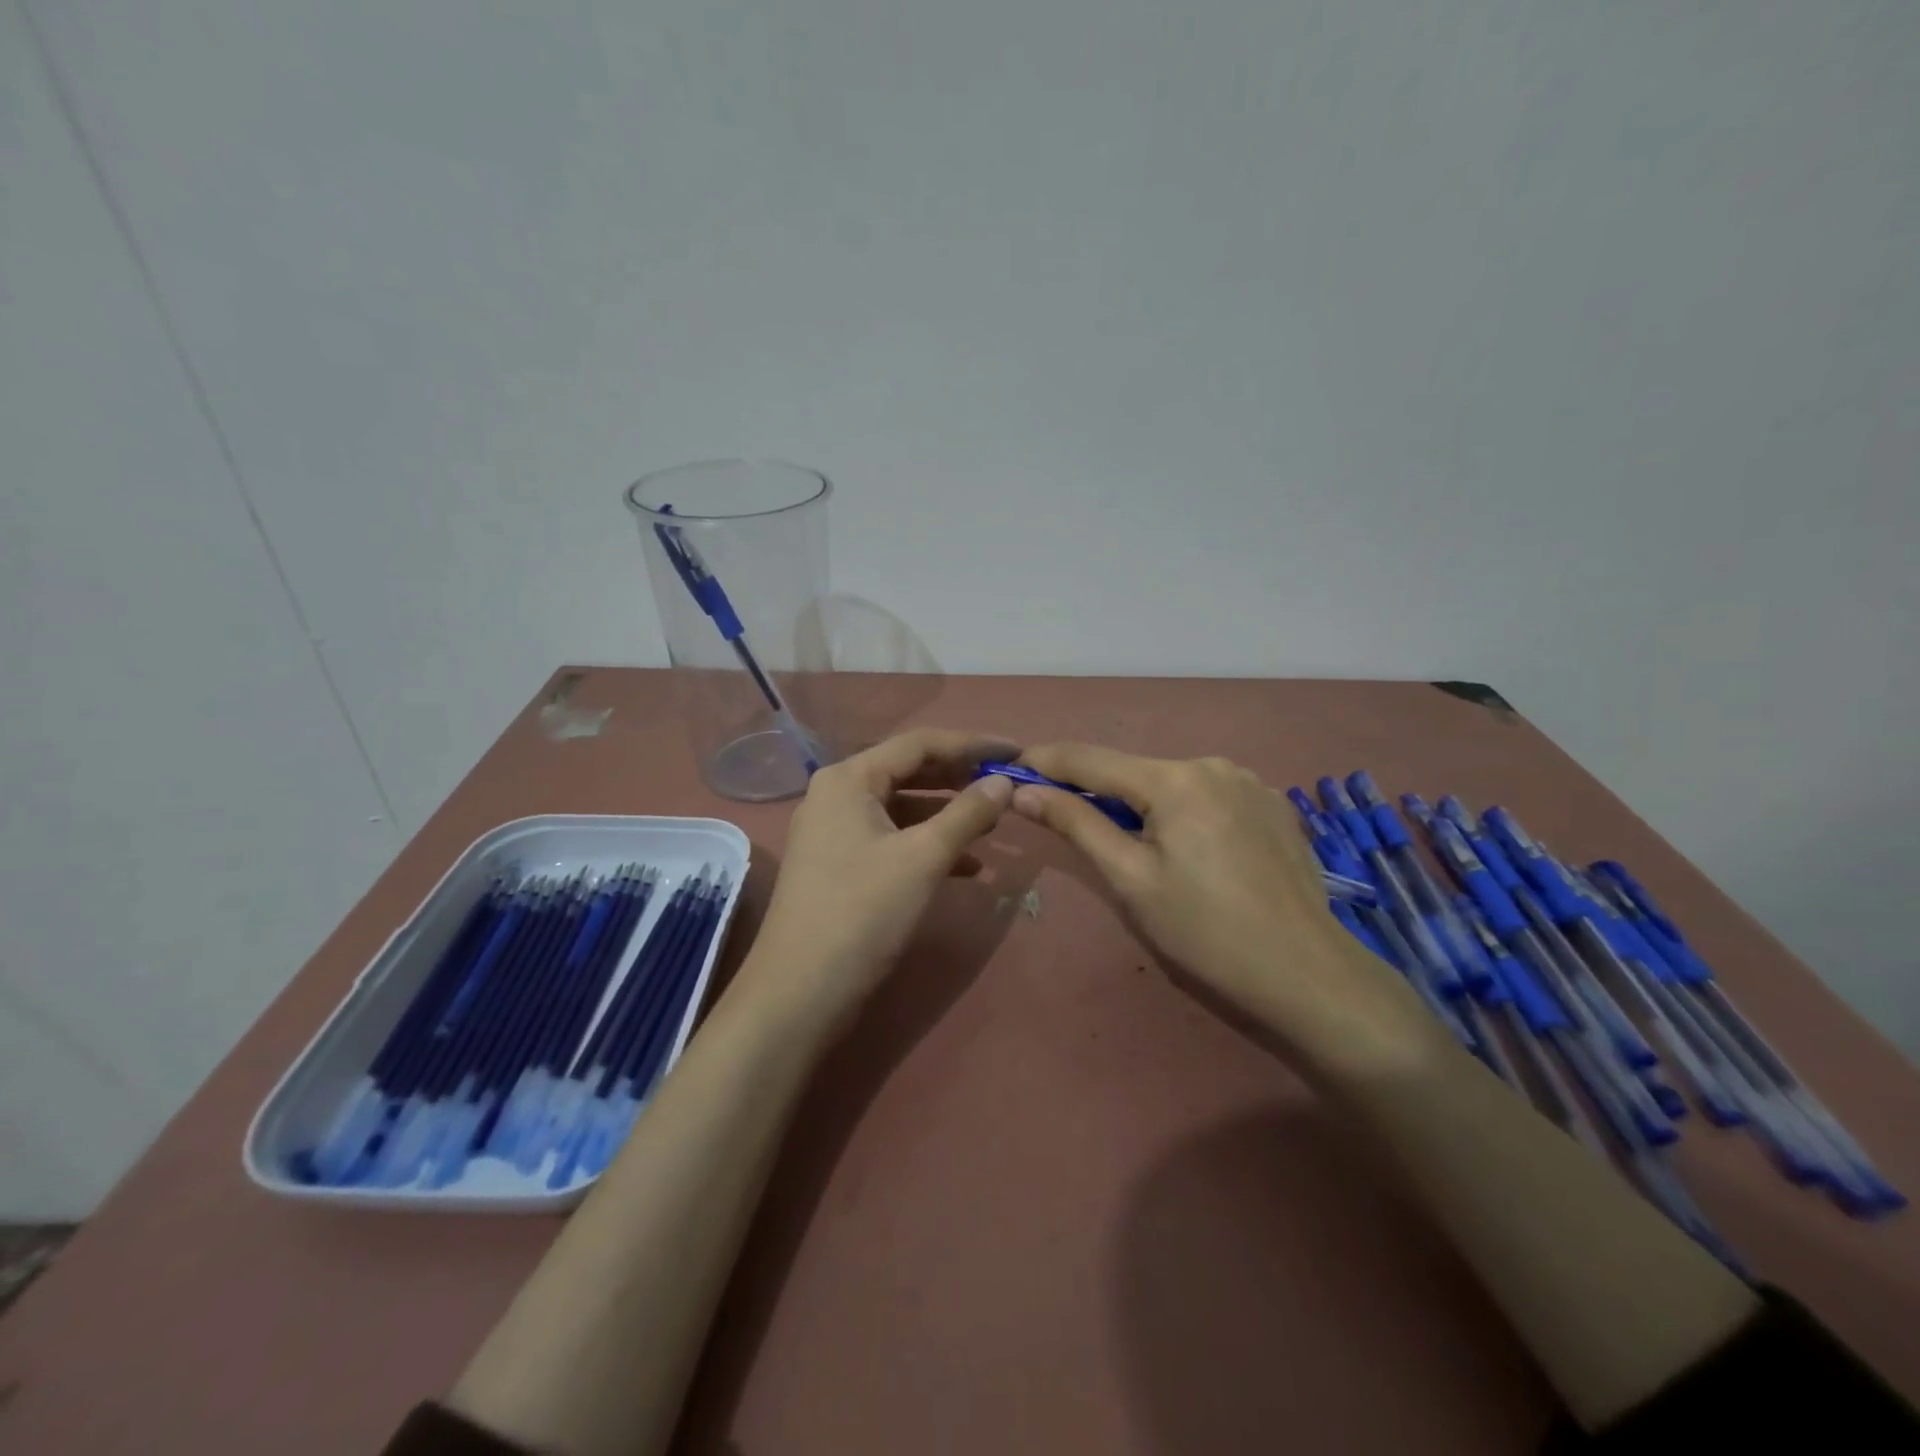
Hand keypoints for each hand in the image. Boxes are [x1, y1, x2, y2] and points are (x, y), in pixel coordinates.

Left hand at [747, 728, 1017, 1025]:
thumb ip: (967, 813)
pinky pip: (892, 839)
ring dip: (948, 815)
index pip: (919, 744)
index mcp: (849, 779)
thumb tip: (1003, 781)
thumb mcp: (923, 858)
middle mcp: (837, 795)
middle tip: (1006, 784)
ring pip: (902, 808)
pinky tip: (967, 867)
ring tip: (994, 825)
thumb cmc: (862, 913)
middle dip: (960, 779)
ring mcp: (835, 832)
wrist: (800, 993)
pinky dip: (928, 846)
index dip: (972, 744)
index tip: (1017, 750)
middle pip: (909, 772)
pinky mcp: (840, 866)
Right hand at [1012, 745, 1441, 1075]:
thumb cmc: (1206, 933)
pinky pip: (1208, 797)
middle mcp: (1214, 765)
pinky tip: (1190, 852)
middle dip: (1096, 790)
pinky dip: (1182, 812)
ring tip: (1134, 847)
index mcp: (1176, 780)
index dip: (1046, 761)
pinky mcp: (1273, 806)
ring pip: (1172, 784)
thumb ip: (1077, 824)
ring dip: (1142, 804)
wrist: (1308, 976)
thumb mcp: (1131, 880)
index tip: (1010, 765)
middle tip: (1063, 817)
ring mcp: (1250, 782)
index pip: (1091, 759)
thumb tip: (1024, 789)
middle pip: (1135, 771)